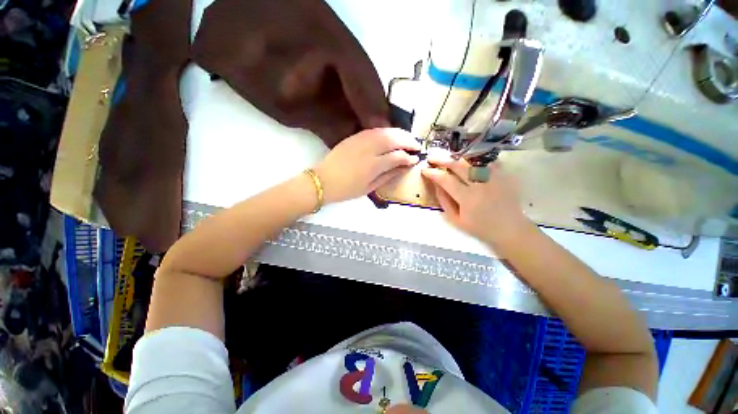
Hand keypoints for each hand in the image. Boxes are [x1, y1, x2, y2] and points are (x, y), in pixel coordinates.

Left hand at [314, 128, 420, 203]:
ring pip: (384, 131)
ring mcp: (360, 140)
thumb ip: (388, 176)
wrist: (323, 181)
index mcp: (373, 166)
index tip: (415, 159)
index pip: (397, 156)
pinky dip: (386, 131)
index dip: (409, 157)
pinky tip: (391, 136)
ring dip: (399, 133)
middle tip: (416, 145)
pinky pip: (374, 130)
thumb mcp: (369, 188)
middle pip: (393, 139)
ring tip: (407, 139)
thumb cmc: (347, 190)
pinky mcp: (353, 137)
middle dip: (408, 140)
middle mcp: (368, 149)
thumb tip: (404, 167)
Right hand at [421, 150, 534, 246]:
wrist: (510, 229)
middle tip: (432, 158)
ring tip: (448, 158)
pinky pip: (487, 161)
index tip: (425, 169)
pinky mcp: (504, 176)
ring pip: (473, 160)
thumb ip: (445, 201)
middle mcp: (481, 184)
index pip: (446, 180)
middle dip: (442, 160)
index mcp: (467, 198)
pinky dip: (476, 159)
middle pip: (459, 166)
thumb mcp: (457, 220)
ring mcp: (494, 178)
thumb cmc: (480, 228)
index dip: (433, 173)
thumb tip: (436, 185)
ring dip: (457, 158)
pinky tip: (468, 161)